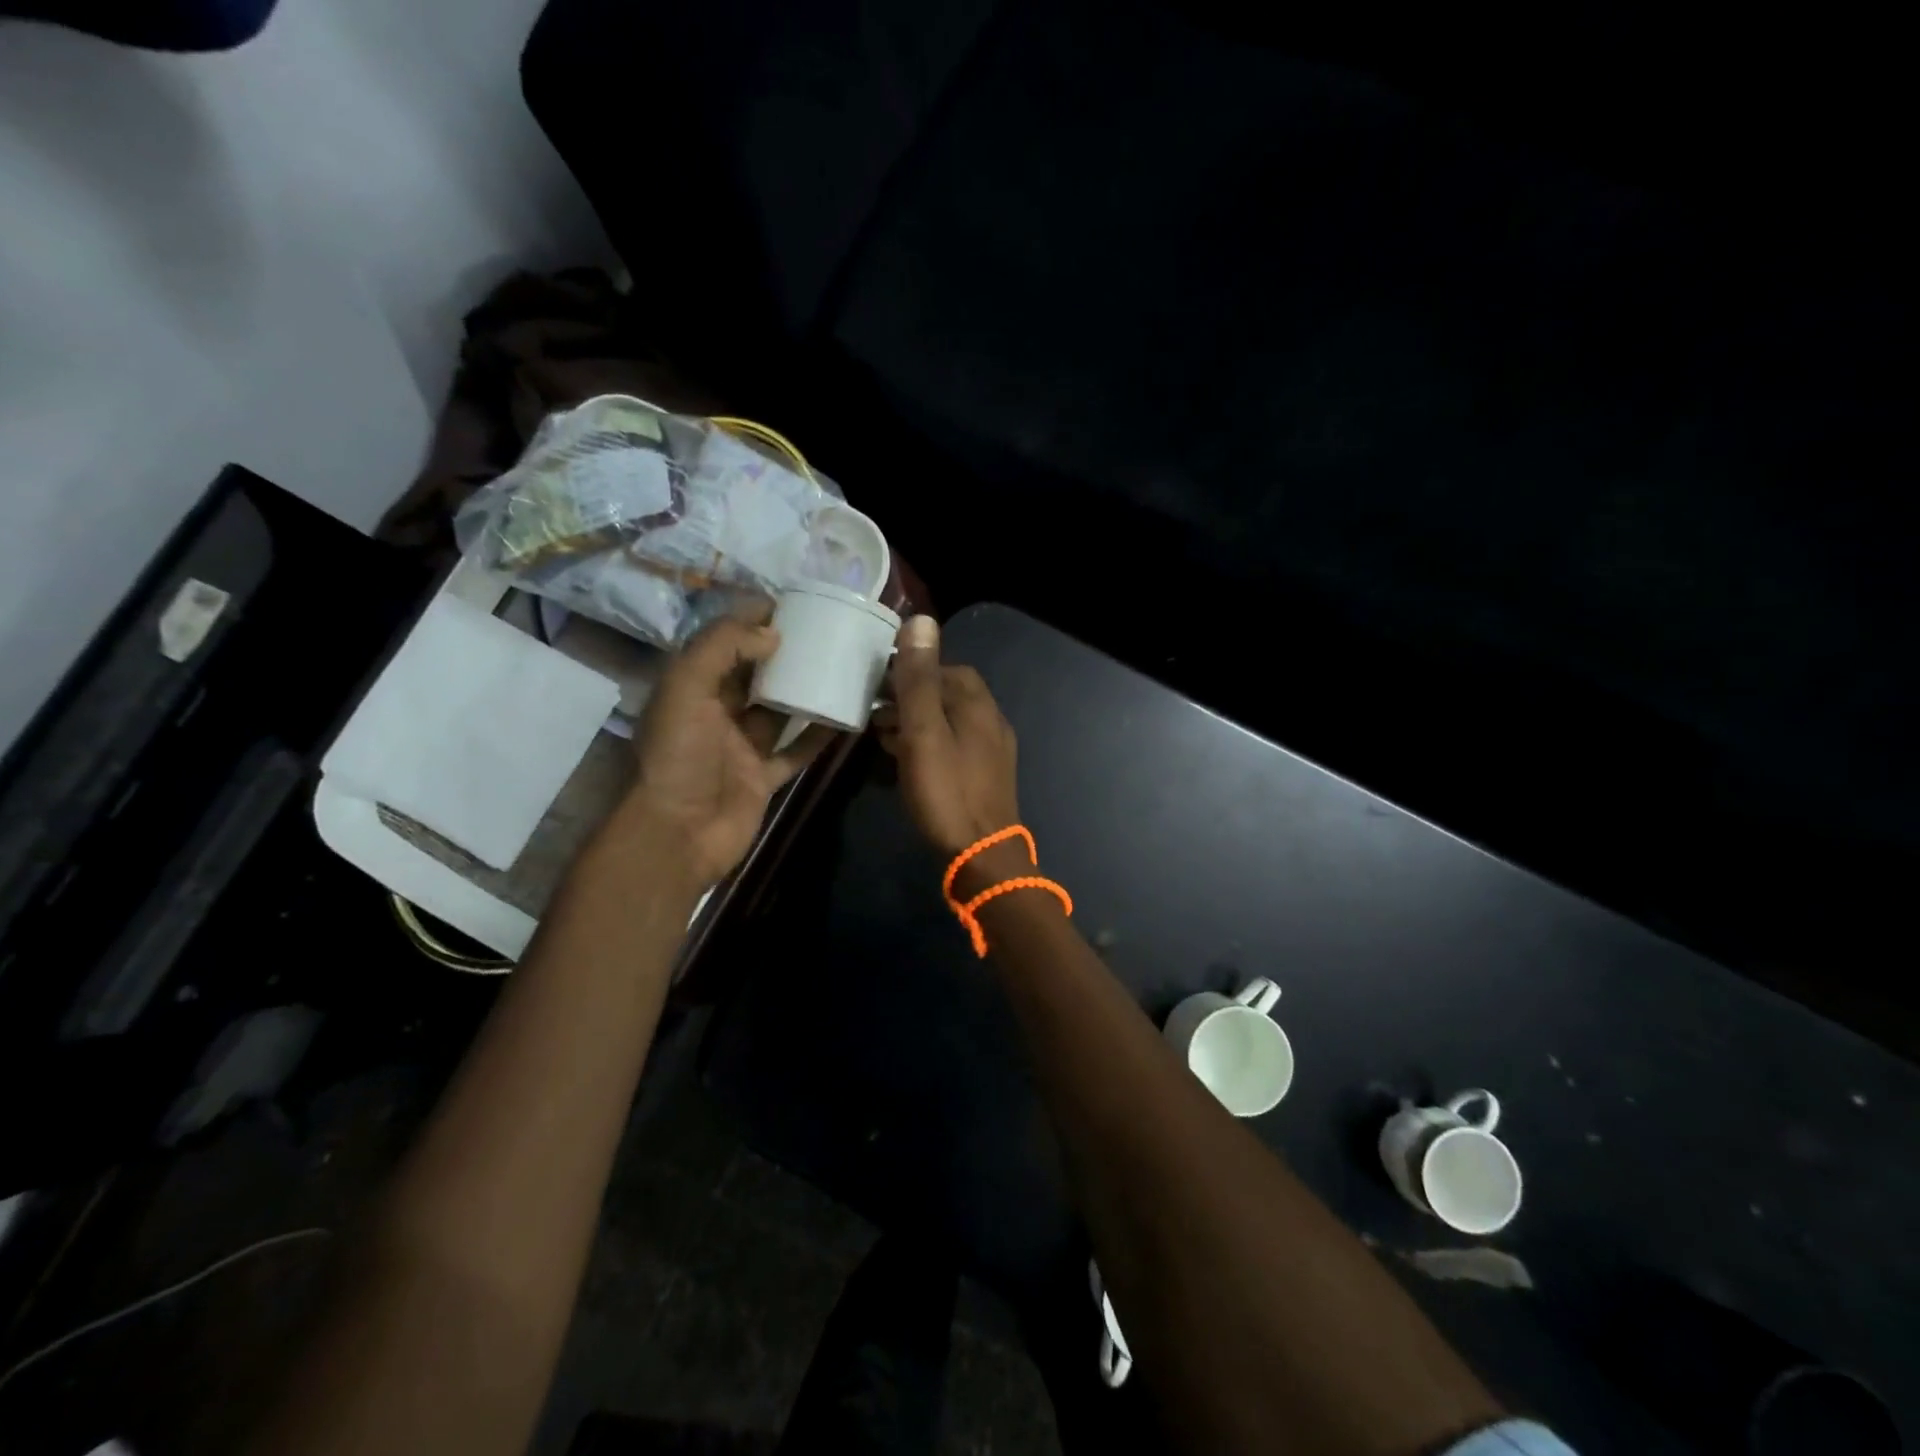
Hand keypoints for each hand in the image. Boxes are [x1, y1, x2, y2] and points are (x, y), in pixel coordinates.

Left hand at [618, 608, 828, 890]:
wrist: (676, 834)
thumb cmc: (677, 756)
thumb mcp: (687, 687)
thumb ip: (723, 649)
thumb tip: (772, 633)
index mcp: (691, 688)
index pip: (723, 642)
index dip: (752, 620)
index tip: (792, 604)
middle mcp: (715, 713)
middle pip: (754, 674)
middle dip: (783, 652)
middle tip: (824, 632)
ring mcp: (740, 748)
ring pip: (778, 712)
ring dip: (804, 692)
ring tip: (840, 668)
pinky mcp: (762, 778)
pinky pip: (794, 751)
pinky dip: (817, 737)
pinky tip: (845, 718)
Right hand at [875, 616, 1020, 861]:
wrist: (982, 857)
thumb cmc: (947, 792)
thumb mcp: (924, 732)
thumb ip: (919, 679)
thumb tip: (920, 620)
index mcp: (977, 704)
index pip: (946, 668)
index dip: (912, 669)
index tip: (878, 682)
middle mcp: (991, 721)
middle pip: (949, 694)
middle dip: (912, 696)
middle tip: (875, 710)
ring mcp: (993, 751)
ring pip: (950, 722)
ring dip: (918, 722)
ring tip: (883, 735)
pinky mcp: (987, 777)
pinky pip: (955, 747)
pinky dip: (930, 744)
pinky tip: (909, 761)